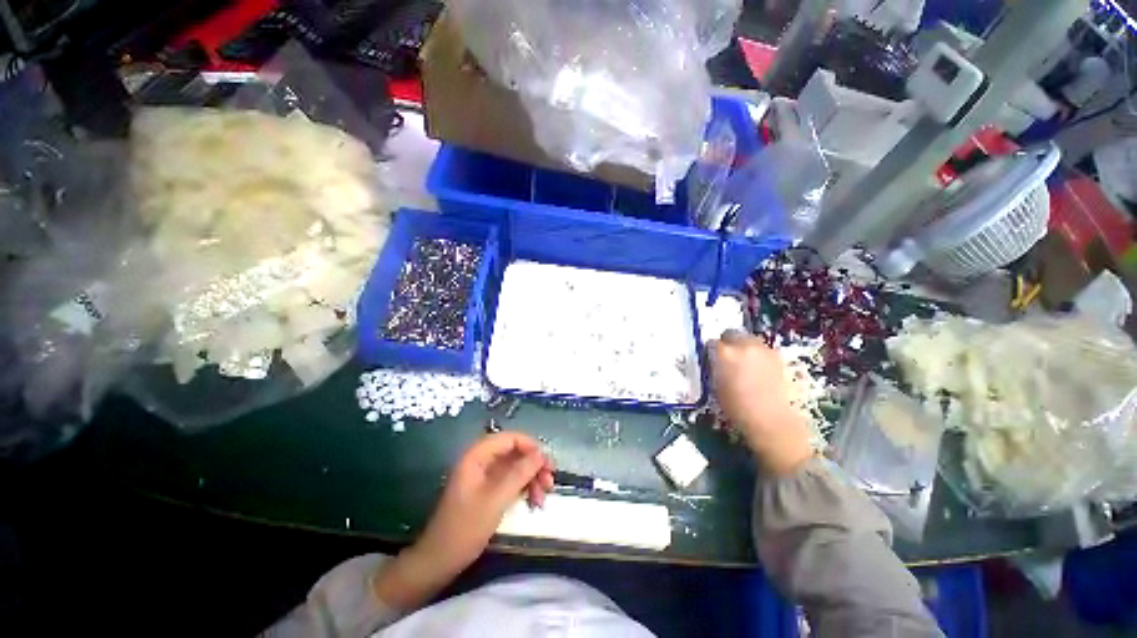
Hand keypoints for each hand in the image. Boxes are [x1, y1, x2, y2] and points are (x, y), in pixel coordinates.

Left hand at [373, 432, 553, 610]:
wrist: (440, 561)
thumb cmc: (465, 528)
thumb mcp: (496, 500)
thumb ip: (520, 473)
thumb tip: (541, 454)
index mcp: (477, 456)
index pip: (510, 438)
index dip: (531, 446)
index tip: (547, 463)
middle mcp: (482, 460)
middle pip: (515, 452)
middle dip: (534, 465)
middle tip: (550, 481)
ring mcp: (485, 476)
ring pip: (516, 467)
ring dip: (532, 478)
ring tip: (544, 496)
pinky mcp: (488, 490)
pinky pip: (511, 480)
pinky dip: (524, 488)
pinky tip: (534, 501)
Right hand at [710, 330, 814, 474]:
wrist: (772, 422)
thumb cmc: (738, 408)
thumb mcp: (716, 387)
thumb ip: (715, 368)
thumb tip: (716, 362)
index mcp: (725, 353)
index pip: (712, 343)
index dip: (711, 351)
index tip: (712, 359)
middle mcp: (744, 345)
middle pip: (731, 333)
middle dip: (727, 342)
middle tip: (727, 356)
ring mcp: (763, 349)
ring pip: (749, 339)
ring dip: (744, 346)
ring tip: (744, 363)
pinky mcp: (779, 357)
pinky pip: (763, 349)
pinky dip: (758, 355)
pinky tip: (759, 370)